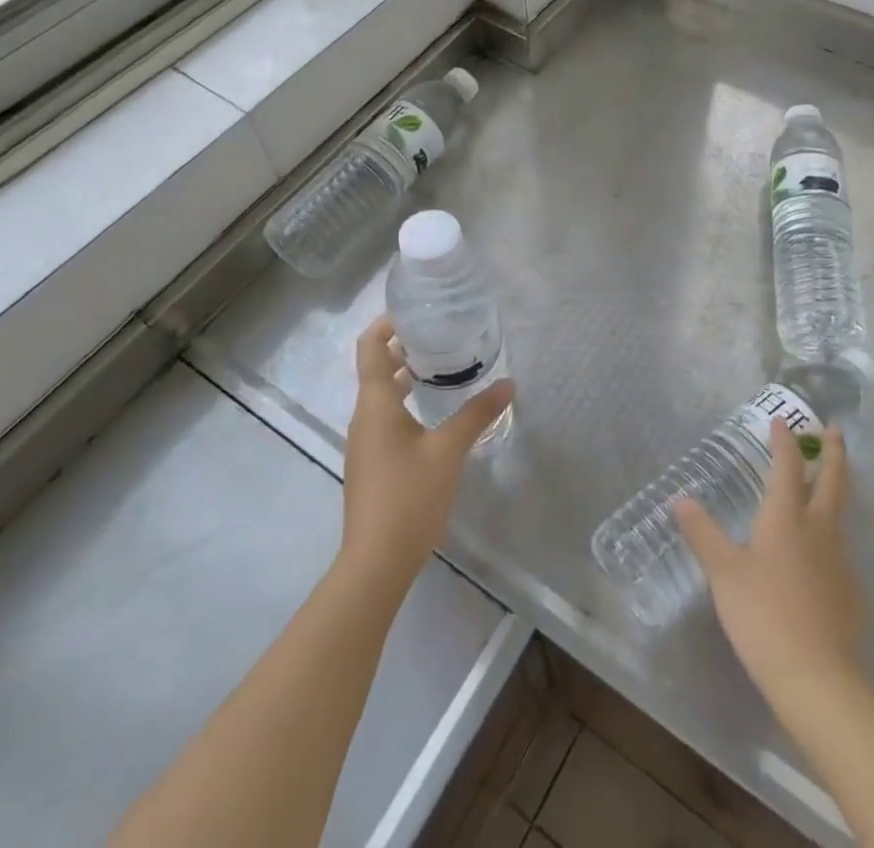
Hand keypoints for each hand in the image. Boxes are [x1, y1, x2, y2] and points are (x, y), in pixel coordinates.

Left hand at [339, 315, 512, 593]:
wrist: (375, 562)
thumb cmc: (409, 497)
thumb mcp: (449, 451)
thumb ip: (477, 414)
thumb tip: (508, 383)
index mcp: (375, 404)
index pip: (370, 347)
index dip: (387, 324)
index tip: (417, 311)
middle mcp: (364, 416)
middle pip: (376, 367)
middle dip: (404, 347)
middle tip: (442, 334)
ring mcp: (365, 441)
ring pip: (382, 394)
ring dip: (407, 375)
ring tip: (444, 366)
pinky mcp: (372, 462)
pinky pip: (386, 417)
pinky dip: (406, 401)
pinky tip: (436, 411)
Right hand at [674, 423, 863, 703]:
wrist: (818, 680)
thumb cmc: (763, 615)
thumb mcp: (723, 573)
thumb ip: (703, 533)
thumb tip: (680, 499)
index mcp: (786, 517)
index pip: (787, 466)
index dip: (784, 440)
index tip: (780, 421)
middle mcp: (819, 529)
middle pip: (833, 480)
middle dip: (834, 451)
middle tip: (835, 428)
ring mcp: (840, 561)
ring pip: (840, 514)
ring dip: (835, 489)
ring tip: (824, 485)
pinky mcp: (850, 592)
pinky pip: (840, 550)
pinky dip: (830, 535)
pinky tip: (817, 554)